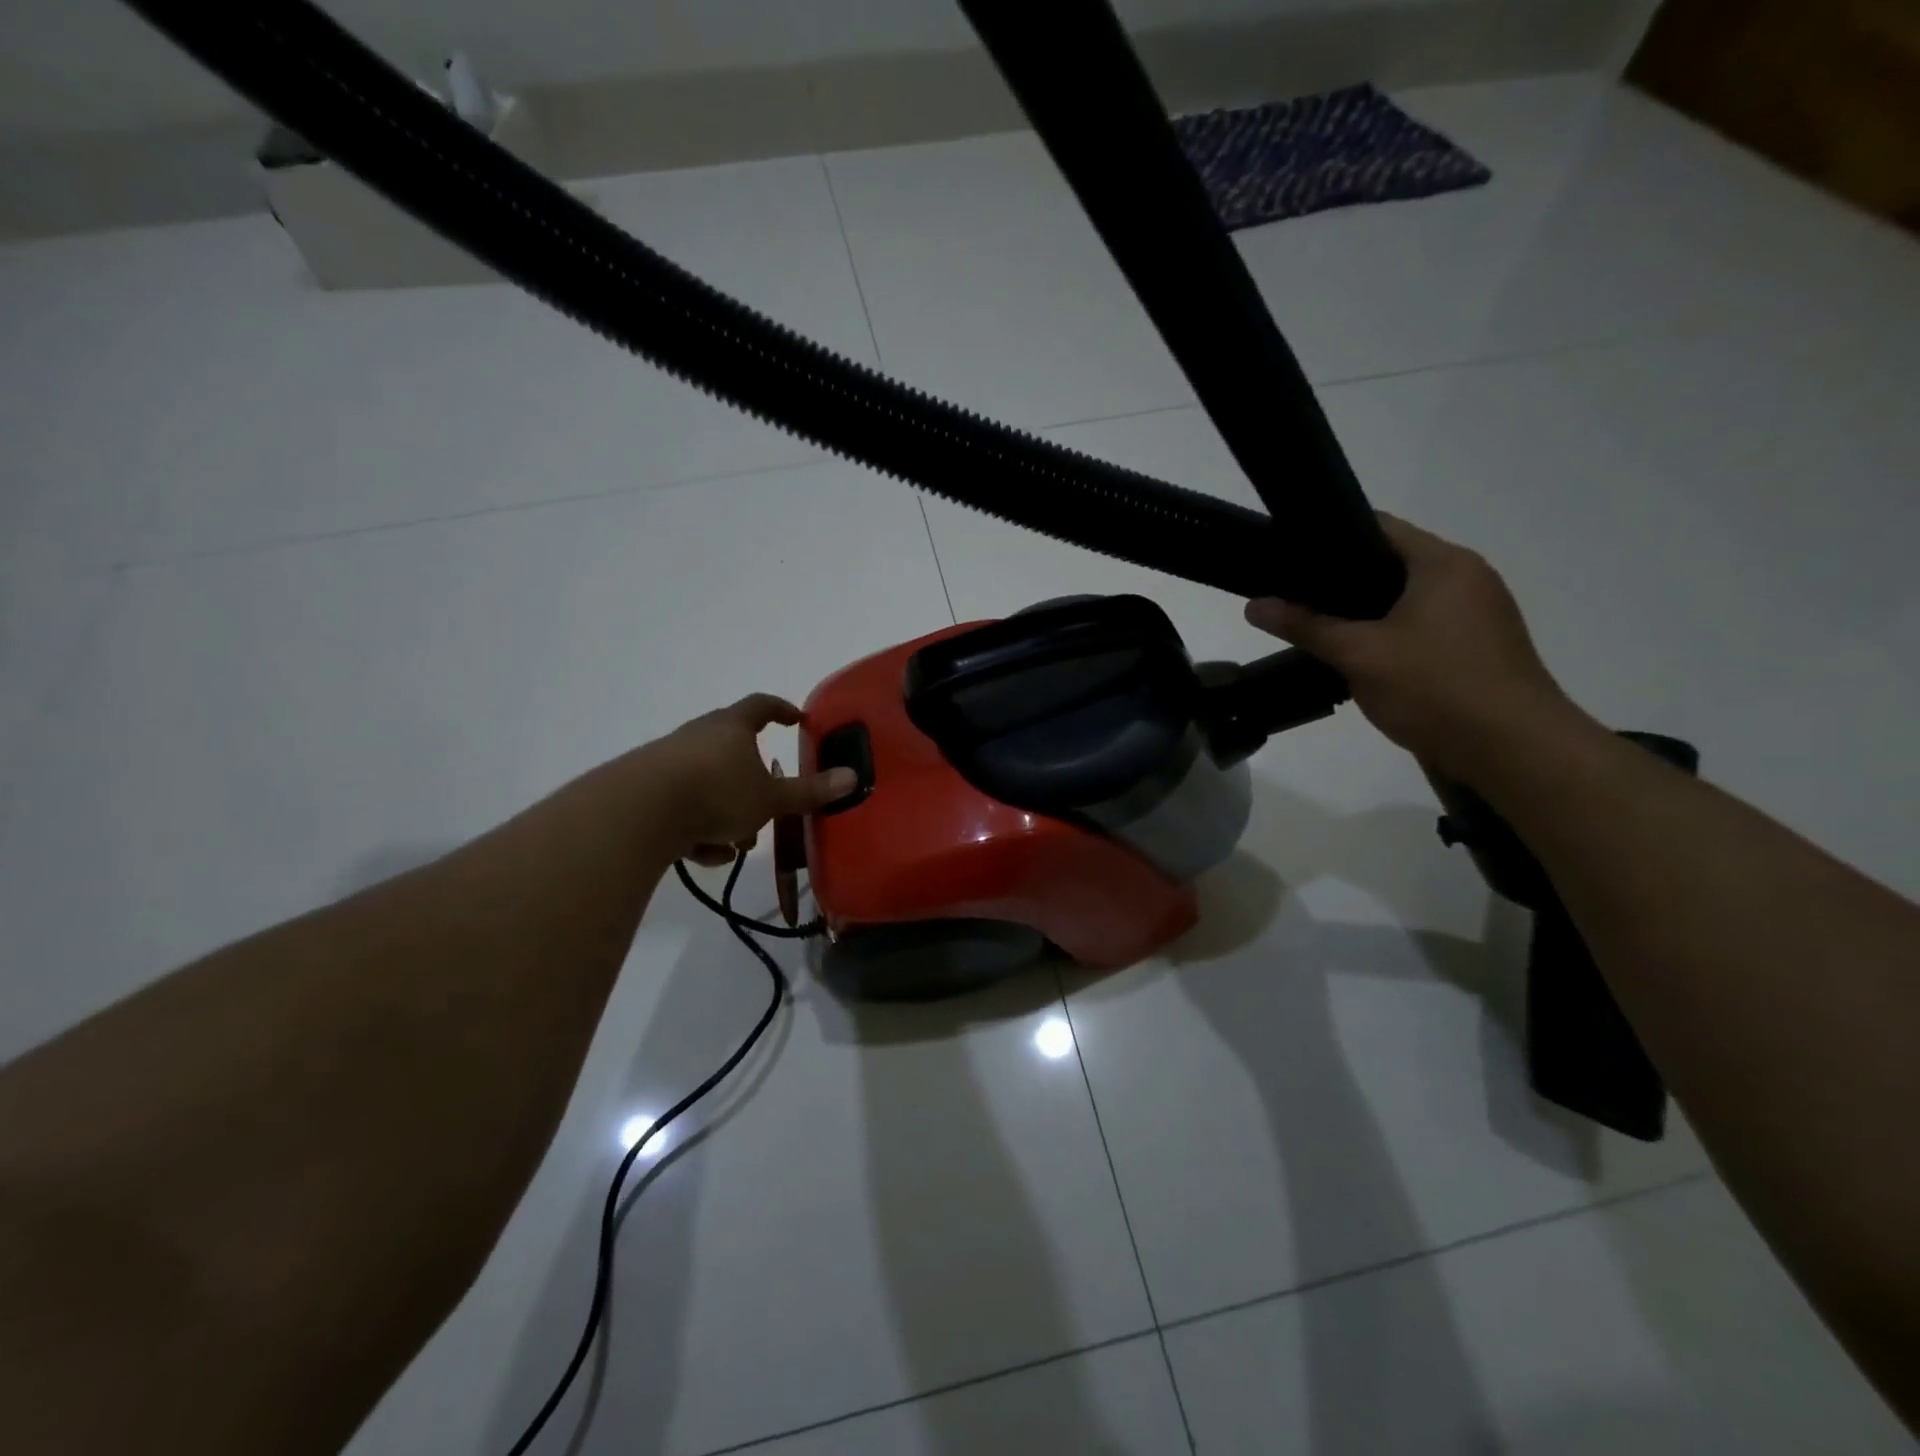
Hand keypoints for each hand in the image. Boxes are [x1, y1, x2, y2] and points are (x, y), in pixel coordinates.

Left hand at [643, 694, 855, 864]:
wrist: (638, 813)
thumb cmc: (716, 792)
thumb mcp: (770, 798)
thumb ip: (810, 791)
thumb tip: (853, 777)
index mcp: (731, 727)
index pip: (762, 706)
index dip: (782, 710)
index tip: (797, 720)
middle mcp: (698, 736)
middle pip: (733, 751)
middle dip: (753, 783)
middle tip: (767, 805)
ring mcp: (668, 761)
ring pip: (709, 785)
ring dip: (726, 814)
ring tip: (732, 844)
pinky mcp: (646, 790)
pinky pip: (684, 807)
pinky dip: (698, 828)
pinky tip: (702, 852)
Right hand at [1244, 515, 1587, 778]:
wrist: (1516, 751)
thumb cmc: (1437, 689)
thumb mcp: (1359, 655)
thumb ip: (1305, 626)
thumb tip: (1253, 605)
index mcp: (1443, 563)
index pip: (1378, 527)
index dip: (1330, 537)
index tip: (1288, 557)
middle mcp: (1467, 578)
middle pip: (1391, 564)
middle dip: (1341, 581)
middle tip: (1292, 597)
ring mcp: (1478, 614)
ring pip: (1406, 599)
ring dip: (1364, 612)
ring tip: (1316, 627)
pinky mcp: (1478, 647)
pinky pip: (1423, 626)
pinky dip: (1389, 634)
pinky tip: (1359, 658)